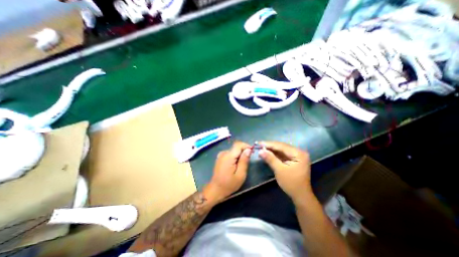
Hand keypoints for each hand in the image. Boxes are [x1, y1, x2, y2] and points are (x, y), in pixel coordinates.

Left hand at [206, 142, 251, 203]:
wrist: (216, 189)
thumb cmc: (229, 184)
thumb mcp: (240, 174)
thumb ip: (244, 161)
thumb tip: (248, 150)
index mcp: (228, 156)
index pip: (238, 144)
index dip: (246, 146)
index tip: (252, 152)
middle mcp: (224, 153)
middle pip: (236, 147)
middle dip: (243, 151)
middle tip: (248, 160)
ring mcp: (221, 155)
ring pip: (233, 150)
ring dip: (239, 154)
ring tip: (242, 164)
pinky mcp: (220, 158)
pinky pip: (229, 153)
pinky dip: (234, 156)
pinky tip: (235, 164)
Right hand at [258, 142, 311, 200]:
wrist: (301, 196)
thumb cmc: (291, 183)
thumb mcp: (279, 170)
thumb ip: (270, 158)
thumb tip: (260, 150)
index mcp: (298, 153)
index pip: (281, 146)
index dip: (269, 144)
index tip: (258, 143)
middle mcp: (299, 152)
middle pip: (281, 147)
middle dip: (270, 146)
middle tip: (258, 145)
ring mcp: (297, 156)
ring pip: (281, 150)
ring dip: (271, 150)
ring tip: (261, 148)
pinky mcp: (294, 159)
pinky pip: (282, 154)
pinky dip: (275, 154)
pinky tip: (267, 153)